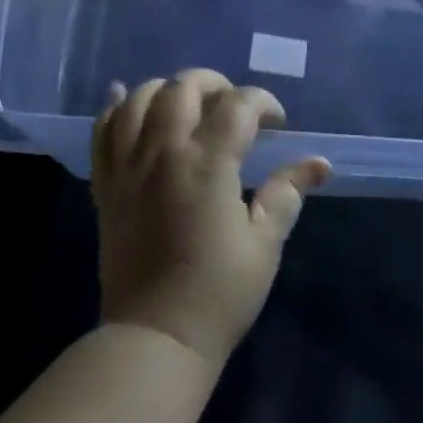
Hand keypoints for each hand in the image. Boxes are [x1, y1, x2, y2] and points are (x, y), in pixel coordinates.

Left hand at [91, 69, 330, 365]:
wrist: (154, 338)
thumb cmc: (218, 294)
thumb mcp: (264, 244)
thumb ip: (287, 193)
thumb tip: (320, 163)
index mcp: (207, 163)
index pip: (238, 105)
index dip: (263, 103)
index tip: (277, 123)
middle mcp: (163, 151)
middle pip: (184, 87)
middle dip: (215, 85)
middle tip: (233, 107)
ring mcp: (128, 164)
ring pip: (139, 97)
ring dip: (167, 90)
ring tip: (186, 105)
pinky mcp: (106, 182)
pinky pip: (102, 129)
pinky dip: (113, 106)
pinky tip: (122, 96)